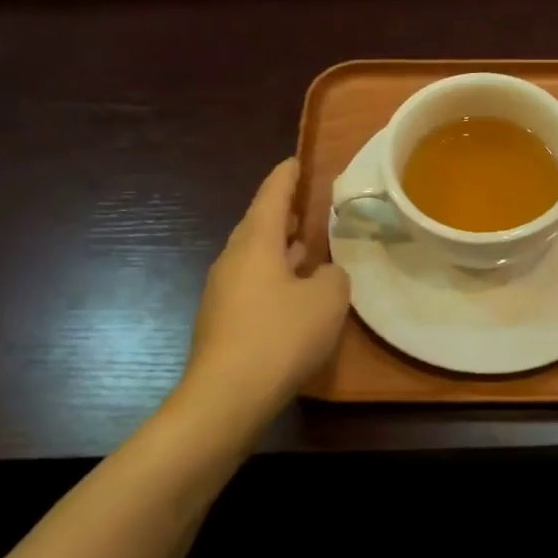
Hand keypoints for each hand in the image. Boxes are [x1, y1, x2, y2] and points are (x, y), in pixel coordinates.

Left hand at [179, 159, 350, 418]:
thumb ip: (334, 276)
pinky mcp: (223, 320)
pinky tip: (294, 294)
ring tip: (305, 246)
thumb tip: (324, 274)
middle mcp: (233, 259)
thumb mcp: (327, 300)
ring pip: (254, 256)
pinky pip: (252, 284)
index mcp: (255, 242)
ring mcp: (223, 291)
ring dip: (279, 248)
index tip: (297, 161)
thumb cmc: (280, 336)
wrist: (226, 397)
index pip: (271, 195)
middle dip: (282, 213)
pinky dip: (274, 277)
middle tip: (307, 205)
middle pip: (258, 224)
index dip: (287, 176)